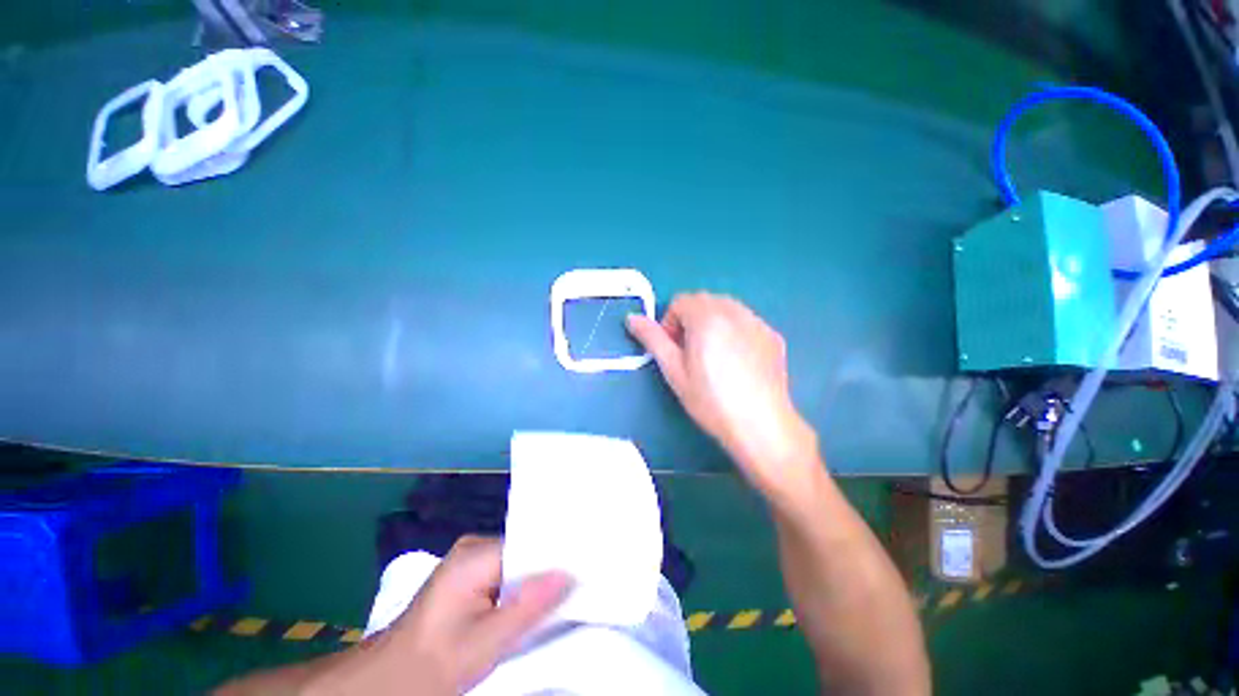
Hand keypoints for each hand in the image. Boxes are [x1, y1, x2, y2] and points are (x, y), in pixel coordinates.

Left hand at [306, 537, 571, 695]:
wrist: (388, 682)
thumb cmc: (433, 664)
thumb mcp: (484, 643)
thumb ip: (527, 607)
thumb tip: (570, 574)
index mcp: (476, 554)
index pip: (530, 543)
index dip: (558, 554)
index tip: (587, 563)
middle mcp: (475, 547)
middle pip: (526, 550)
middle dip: (551, 566)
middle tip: (585, 577)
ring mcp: (472, 560)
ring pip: (519, 562)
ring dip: (538, 578)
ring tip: (570, 586)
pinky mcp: (471, 576)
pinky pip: (508, 573)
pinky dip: (524, 586)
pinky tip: (540, 598)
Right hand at [627, 293, 820, 499]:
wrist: (761, 425)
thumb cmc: (709, 399)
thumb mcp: (673, 370)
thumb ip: (652, 339)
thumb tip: (632, 318)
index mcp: (706, 316)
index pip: (680, 301)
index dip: (670, 323)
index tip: (674, 350)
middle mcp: (734, 310)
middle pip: (703, 301)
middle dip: (691, 320)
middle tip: (691, 353)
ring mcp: (757, 322)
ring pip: (726, 308)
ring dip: (712, 323)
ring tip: (714, 357)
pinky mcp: (772, 335)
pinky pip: (746, 321)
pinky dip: (734, 331)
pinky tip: (738, 362)